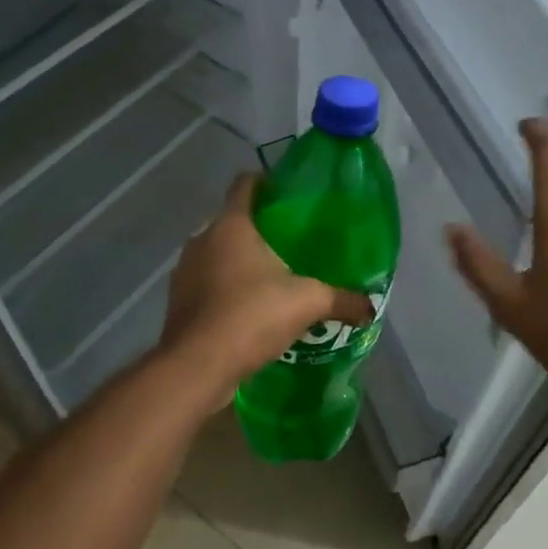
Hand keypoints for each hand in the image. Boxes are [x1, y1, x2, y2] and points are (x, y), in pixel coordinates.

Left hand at [157, 173, 372, 409]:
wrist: (197, 366)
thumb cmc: (251, 316)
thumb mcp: (307, 303)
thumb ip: (342, 300)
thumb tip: (370, 307)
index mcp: (232, 224)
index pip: (245, 184)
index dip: (266, 182)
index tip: (287, 194)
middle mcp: (203, 238)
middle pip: (232, 219)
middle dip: (258, 228)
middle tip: (290, 243)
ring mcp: (185, 269)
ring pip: (217, 252)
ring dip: (239, 260)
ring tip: (270, 278)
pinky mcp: (177, 299)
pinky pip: (206, 281)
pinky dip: (224, 288)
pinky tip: (247, 308)